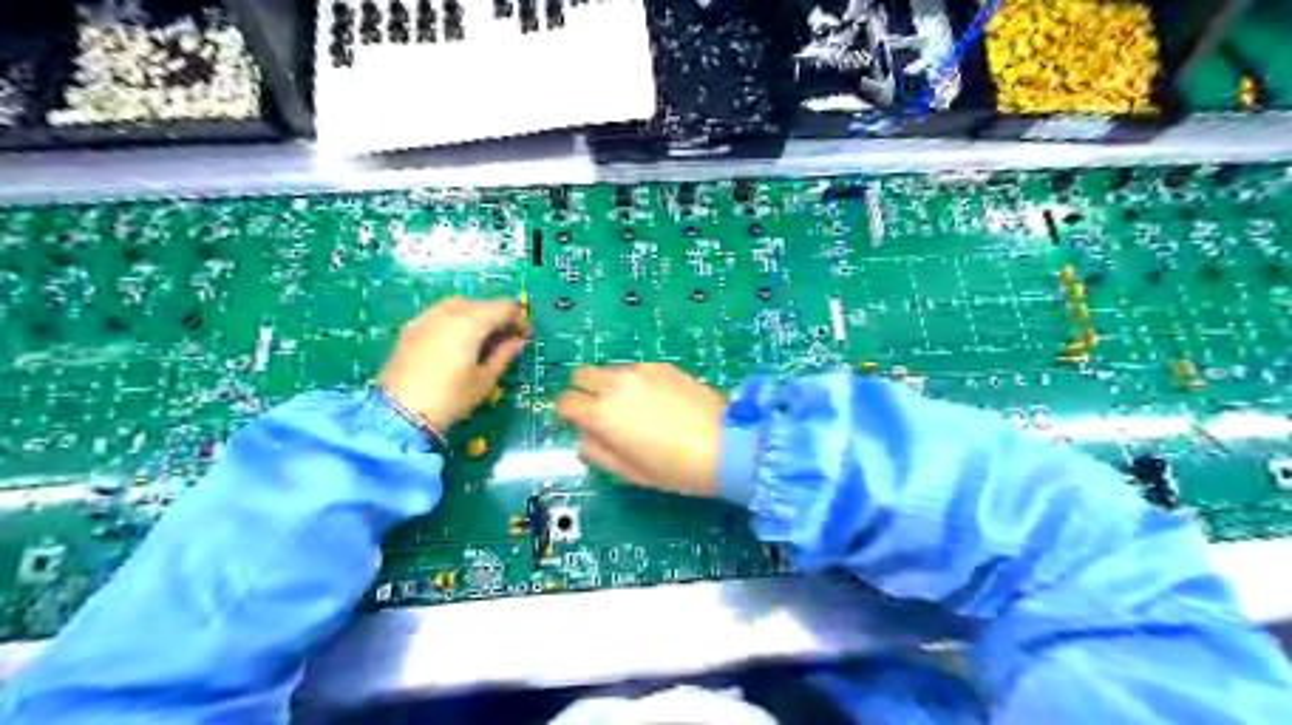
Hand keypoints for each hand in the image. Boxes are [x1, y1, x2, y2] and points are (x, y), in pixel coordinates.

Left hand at [380, 298, 530, 432]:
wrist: (399, 412)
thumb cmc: (450, 398)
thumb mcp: (485, 380)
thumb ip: (503, 355)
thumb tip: (516, 342)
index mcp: (471, 323)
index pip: (504, 307)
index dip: (519, 319)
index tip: (524, 337)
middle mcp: (449, 312)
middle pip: (482, 303)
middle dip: (497, 317)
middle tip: (505, 339)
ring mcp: (426, 317)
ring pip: (459, 304)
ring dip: (475, 315)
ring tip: (480, 338)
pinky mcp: (411, 327)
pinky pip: (439, 313)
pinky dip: (454, 319)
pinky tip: (455, 340)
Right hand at [555, 362, 724, 497]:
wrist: (725, 445)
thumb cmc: (675, 468)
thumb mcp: (629, 472)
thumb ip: (596, 452)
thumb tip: (583, 438)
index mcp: (602, 413)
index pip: (564, 402)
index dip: (566, 414)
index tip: (576, 425)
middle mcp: (616, 384)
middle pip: (581, 375)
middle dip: (582, 392)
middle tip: (599, 413)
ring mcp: (640, 370)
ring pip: (609, 370)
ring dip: (609, 385)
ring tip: (632, 408)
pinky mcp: (662, 365)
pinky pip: (635, 369)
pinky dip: (634, 382)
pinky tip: (656, 401)